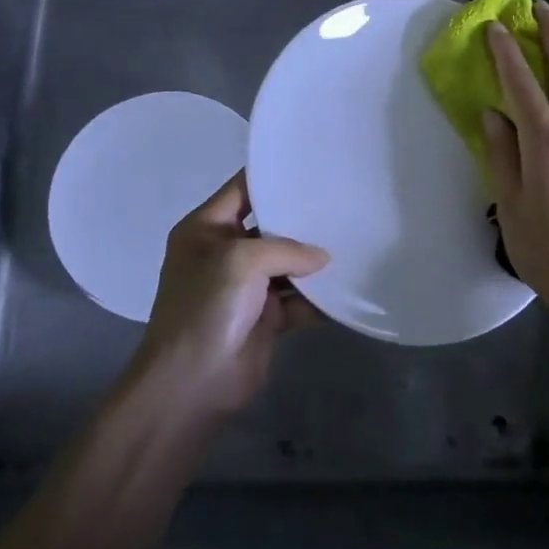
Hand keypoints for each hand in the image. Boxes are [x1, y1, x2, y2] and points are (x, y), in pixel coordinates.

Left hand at [131, 173, 328, 419]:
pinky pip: (299, 300)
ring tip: (356, 241)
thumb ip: (286, 249)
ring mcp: (247, 288)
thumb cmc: (206, 308)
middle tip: (344, 202)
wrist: (192, 383)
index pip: (241, 190)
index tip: (311, 165)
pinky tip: (350, 286)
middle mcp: (226, 254)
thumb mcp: (240, 261)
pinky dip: (320, 298)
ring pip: (289, 266)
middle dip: (303, 221)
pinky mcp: (267, 318)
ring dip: (316, 262)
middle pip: (271, 228)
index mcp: (206, 230)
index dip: (271, 177)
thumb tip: (323, 258)